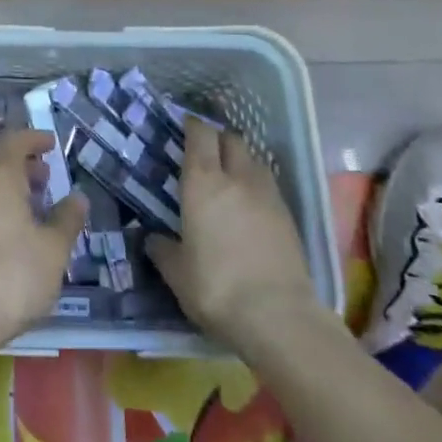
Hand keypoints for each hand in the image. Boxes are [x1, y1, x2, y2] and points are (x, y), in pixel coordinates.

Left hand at [0, 130, 86, 356]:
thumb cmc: (13, 277)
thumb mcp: (53, 250)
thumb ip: (67, 219)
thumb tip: (77, 197)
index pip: (13, 142)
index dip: (33, 138)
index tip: (51, 144)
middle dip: (21, 165)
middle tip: (44, 178)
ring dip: (6, 188)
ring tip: (31, 209)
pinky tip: (7, 235)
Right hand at [146, 121, 319, 345]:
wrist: (278, 316)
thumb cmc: (216, 287)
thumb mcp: (177, 274)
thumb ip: (163, 250)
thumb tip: (152, 240)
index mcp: (204, 182)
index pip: (200, 134)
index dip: (193, 126)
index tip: (185, 127)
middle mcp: (237, 177)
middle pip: (231, 139)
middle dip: (218, 139)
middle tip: (206, 153)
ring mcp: (268, 194)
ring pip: (254, 160)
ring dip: (241, 161)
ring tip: (230, 178)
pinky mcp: (289, 215)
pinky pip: (269, 186)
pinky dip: (257, 186)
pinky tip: (250, 207)